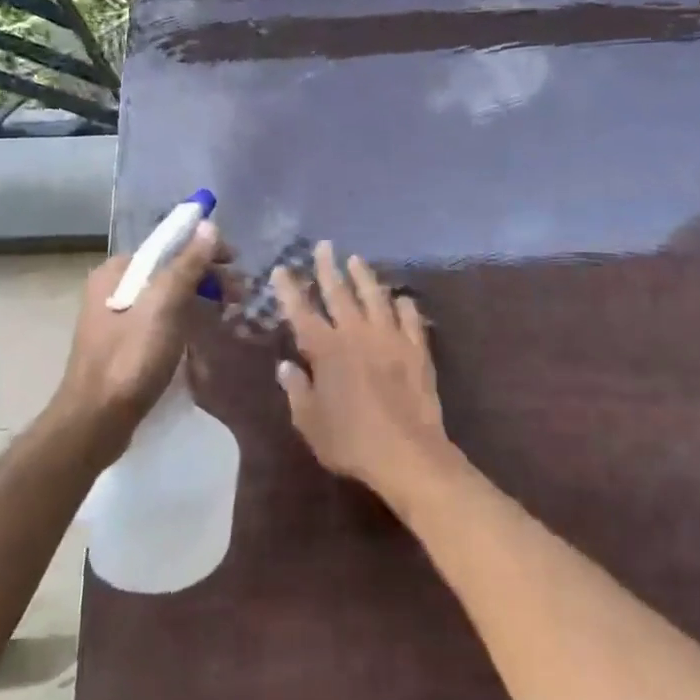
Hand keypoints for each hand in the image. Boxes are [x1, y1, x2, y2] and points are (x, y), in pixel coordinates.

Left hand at [50, 221, 223, 461]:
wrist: (96, 421)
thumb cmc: (131, 358)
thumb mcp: (165, 306)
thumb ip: (187, 264)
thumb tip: (209, 225)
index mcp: (116, 272)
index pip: (167, 245)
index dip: (204, 248)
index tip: (236, 263)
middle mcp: (112, 288)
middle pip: (168, 270)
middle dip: (206, 276)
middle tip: (240, 294)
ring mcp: (116, 318)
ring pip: (167, 297)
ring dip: (200, 298)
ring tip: (230, 311)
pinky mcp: (124, 345)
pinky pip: (161, 320)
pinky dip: (185, 319)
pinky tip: (204, 331)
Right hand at [273, 241, 454, 511]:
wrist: (407, 453)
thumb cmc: (350, 441)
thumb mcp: (310, 422)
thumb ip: (297, 390)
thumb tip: (286, 366)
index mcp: (326, 349)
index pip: (301, 310)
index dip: (289, 288)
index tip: (282, 268)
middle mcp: (357, 333)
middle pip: (339, 292)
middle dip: (328, 267)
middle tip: (325, 246)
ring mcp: (390, 337)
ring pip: (376, 296)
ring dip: (364, 276)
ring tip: (356, 260)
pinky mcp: (417, 349)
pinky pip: (411, 318)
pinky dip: (404, 305)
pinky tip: (401, 298)